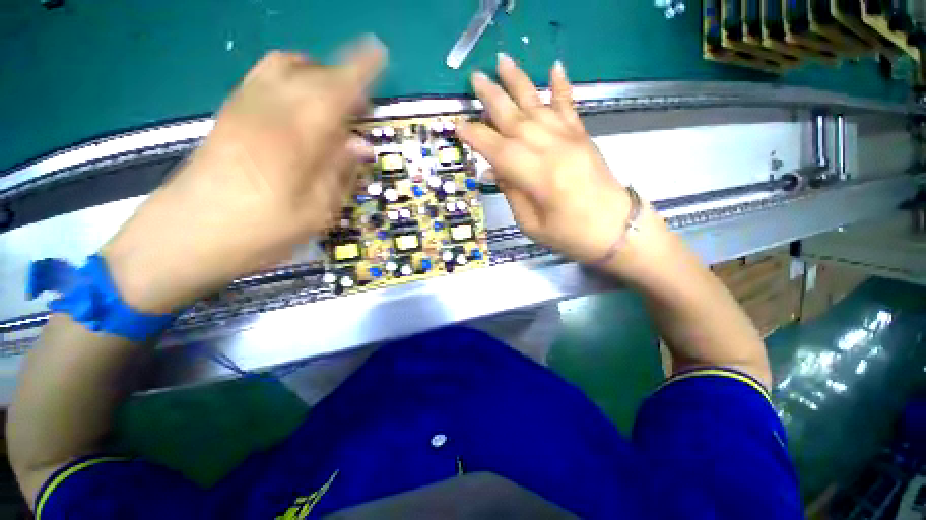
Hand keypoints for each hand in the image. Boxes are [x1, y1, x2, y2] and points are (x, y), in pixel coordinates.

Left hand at [102, 37, 385, 312]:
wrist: (183, 238)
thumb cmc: (258, 233)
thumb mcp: (315, 212)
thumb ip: (340, 173)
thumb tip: (361, 144)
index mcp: (296, 136)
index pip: (336, 89)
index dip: (360, 70)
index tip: (378, 53)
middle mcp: (268, 109)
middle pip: (311, 70)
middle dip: (341, 77)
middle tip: (359, 104)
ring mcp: (242, 108)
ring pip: (283, 66)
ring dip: (314, 74)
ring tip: (331, 103)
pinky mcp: (227, 115)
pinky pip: (262, 78)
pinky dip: (289, 79)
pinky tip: (298, 106)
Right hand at [456, 54, 632, 263]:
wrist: (616, 229)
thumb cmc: (570, 235)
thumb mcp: (531, 224)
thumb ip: (512, 193)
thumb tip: (495, 169)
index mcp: (538, 177)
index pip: (499, 149)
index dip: (477, 137)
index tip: (458, 126)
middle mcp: (553, 150)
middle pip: (516, 119)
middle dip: (492, 97)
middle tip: (474, 78)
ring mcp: (570, 139)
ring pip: (538, 105)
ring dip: (519, 82)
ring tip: (502, 62)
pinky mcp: (583, 137)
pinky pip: (570, 107)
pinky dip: (561, 87)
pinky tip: (555, 67)